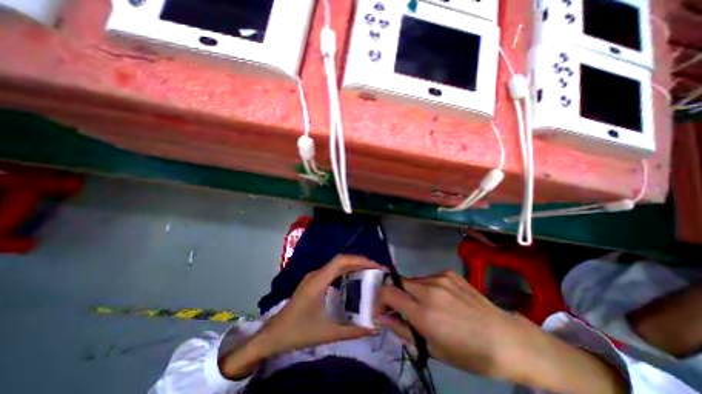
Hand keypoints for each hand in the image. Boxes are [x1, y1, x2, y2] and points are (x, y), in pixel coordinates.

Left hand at [258, 256, 381, 353]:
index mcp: (318, 280)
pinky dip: (346, 274)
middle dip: (361, 263)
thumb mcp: (327, 333)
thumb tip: (375, 327)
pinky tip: (354, 284)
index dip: (360, 260)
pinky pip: (333, 273)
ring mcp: (314, 277)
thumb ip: (353, 331)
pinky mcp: (314, 282)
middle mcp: (317, 274)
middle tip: (378, 272)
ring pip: (337, 266)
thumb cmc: (298, 332)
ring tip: (370, 276)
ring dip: (354, 268)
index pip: (341, 261)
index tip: (376, 267)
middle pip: (341, 261)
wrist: (273, 335)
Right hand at [378, 269, 548, 379]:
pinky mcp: (449, 272)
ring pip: (413, 280)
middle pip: (398, 282)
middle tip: (403, 309)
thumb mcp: (432, 348)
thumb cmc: (469, 353)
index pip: (388, 292)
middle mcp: (429, 289)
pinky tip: (441, 299)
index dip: (380, 299)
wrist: (507, 339)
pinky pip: (428, 277)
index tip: (383, 309)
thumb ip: (402, 329)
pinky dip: (426, 287)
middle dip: (395, 294)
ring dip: (412, 291)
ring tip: (426, 306)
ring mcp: (440, 277)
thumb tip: (382, 317)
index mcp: (424, 312)